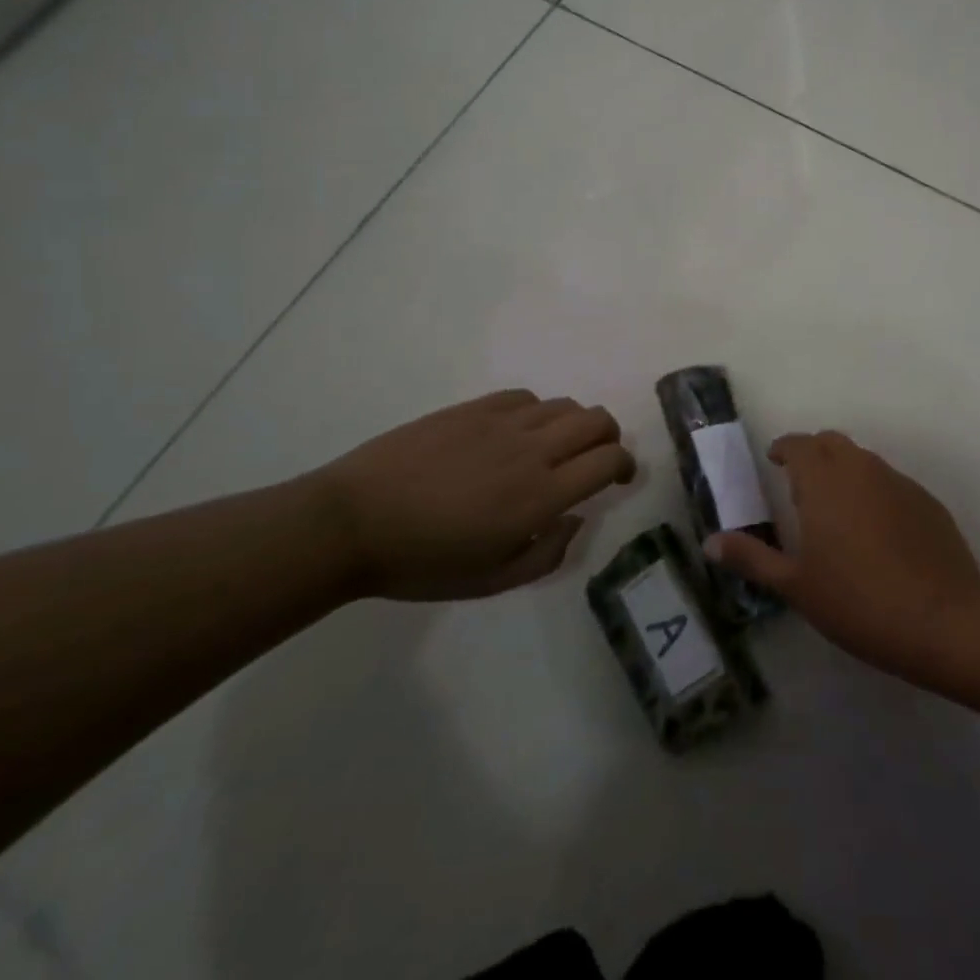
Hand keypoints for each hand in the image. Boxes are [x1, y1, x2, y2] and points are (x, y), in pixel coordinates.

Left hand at [307, 390, 635, 600]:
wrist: (353, 522)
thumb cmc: (423, 562)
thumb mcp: (491, 581)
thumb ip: (548, 554)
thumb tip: (577, 519)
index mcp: (541, 496)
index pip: (608, 460)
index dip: (625, 465)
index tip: (621, 478)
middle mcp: (532, 451)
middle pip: (597, 421)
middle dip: (610, 438)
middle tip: (596, 459)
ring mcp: (502, 423)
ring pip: (565, 405)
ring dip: (574, 425)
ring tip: (555, 447)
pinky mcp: (474, 408)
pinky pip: (526, 397)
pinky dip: (537, 412)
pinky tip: (518, 432)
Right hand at [706, 431, 979, 677]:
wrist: (943, 621)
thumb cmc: (857, 602)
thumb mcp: (796, 586)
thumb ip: (752, 558)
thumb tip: (710, 542)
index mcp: (824, 481)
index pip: (799, 444)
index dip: (784, 448)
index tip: (775, 461)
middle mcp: (861, 469)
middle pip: (832, 443)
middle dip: (813, 453)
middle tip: (800, 484)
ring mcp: (899, 482)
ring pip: (863, 460)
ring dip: (844, 471)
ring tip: (835, 509)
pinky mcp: (927, 501)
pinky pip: (891, 483)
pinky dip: (874, 492)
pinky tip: (876, 531)